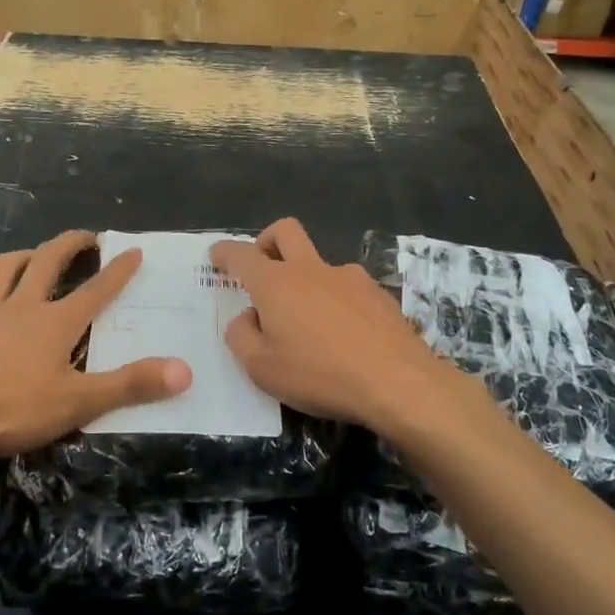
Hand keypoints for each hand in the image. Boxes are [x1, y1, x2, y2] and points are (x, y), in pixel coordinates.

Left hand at [0, 231, 190, 464]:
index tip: (133, 249)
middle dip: (70, 244)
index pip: (96, 289)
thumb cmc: (10, 407)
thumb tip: (185, 371)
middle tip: (86, 236)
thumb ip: (130, 385)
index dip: (118, 270)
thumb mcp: (78, 402)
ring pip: (4, 270)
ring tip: (33, 257)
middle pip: (46, 261)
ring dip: (24, 256)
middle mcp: (20, 307)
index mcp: (54, 322)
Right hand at [211, 219, 465, 435]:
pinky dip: (336, 301)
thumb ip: (242, 337)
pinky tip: (344, 335)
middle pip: (285, 231)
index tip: (217, 256)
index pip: (241, 254)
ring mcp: (349, 277)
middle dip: (266, 241)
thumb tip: (247, 318)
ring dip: (306, 280)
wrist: (397, 382)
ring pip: (319, 263)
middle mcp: (311, 269)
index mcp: (276, 283)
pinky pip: (348, 288)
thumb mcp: (262, 369)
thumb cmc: (319, 375)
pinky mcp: (378, 294)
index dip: (224, 252)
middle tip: (262, 267)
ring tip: (309, 323)